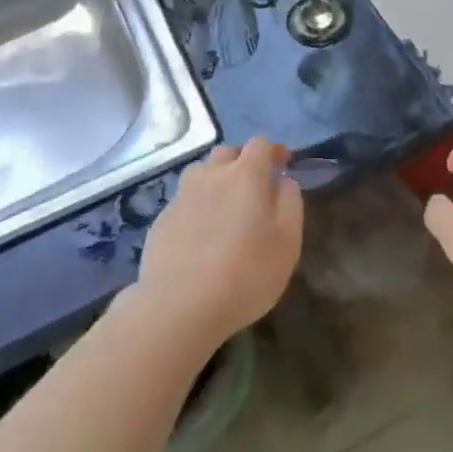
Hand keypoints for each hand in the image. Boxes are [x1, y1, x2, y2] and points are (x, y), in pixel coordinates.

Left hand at [130, 138, 303, 351]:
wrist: (178, 307)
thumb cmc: (245, 274)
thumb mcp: (287, 241)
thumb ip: (290, 202)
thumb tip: (283, 180)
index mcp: (245, 175)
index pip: (260, 144)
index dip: (274, 151)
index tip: (283, 164)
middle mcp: (211, 175)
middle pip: (228, 153)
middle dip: (244, 162)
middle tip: (255, 187)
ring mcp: (181, 196)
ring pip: (202, 174)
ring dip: (216, 181)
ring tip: (225, 208)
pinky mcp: (161, 220)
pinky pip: (185, 201)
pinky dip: (197, 207)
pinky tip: (201, 235)